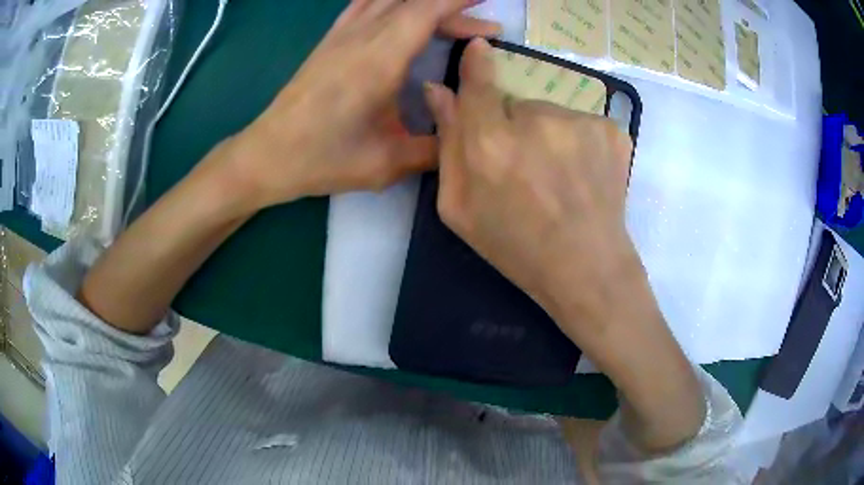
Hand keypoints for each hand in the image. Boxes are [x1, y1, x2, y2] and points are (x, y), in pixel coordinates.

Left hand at [222, 0, 499, 210]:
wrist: (268, 155)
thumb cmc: (324, 159)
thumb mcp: (387, 162)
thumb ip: (434, 147)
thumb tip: (463, 136)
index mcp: (380, 58)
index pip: (426, 10)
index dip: (459, 1)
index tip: (486, 1)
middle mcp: (362, 36)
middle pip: (414, 2)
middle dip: (453, 7)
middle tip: (483, 27)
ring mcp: (342, 34)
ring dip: (423, 3)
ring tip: (449, 16)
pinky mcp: (329, 40)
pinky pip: (364, 4)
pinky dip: (390, 1)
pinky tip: (400, 10)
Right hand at [424, 38, 635, 343]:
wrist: (587, 269)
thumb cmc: (516, 247)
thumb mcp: (460, 209)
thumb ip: (447, 145)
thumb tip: (437, 92)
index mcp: (491, 144)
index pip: (479, 85)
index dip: (476, 65)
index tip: (477, 48)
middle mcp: (537, 121)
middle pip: (516, 105)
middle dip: (514, 128)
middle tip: (526, 172)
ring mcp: (581, 122)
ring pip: (552, 115)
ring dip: (549, 137)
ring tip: (558, 180)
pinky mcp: (612, 130)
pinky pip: (582, 125)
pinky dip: (579, 143)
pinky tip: (583, 177)